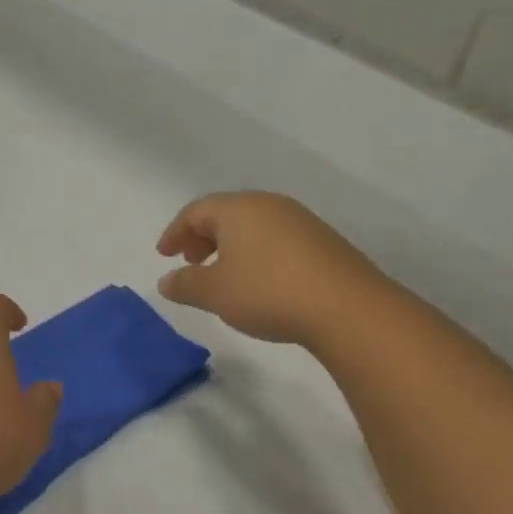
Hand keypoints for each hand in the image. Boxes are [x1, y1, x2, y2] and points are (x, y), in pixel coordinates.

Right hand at [157, 191, 383, 348]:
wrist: (348, 308)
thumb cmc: (268, 292)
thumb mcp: (215, 293)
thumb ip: (185, 284)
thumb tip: (166, 281)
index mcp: (238, 208)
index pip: (195, 211)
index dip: (175, 232)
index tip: (164, 256)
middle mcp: (269, 205)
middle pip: (225, 214)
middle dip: (202, 237)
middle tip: (192, 263)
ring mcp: (300, 221)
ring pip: (253, 226)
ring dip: (230, 246)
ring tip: (224, 275)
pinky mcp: (323, 241)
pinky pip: (277, 239)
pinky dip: (257, 253)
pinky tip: (261, 281)